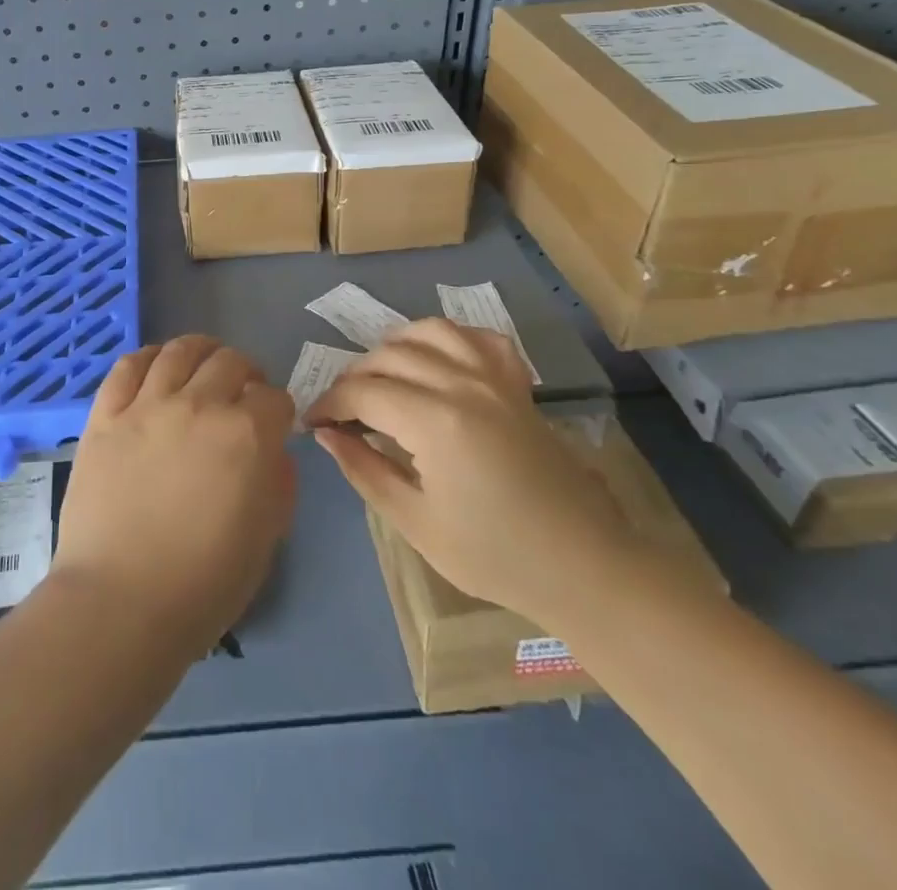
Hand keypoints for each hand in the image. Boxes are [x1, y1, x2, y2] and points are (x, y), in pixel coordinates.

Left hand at [54, 336, 296, 653]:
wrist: (120, 602)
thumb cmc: (203, 583)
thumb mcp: (266, 537)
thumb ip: (277, 481)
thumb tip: (270, 449)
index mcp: (247, 435)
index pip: (275, 397)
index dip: (278, 409)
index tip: (273, 423)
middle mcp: (199, 405)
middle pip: (230, 362)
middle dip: (245, 373)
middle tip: (241, 393)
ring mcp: (147, 405)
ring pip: (180, 351)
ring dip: (200, 351)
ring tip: (203, 364)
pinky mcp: (106, 415)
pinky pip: (128, 366)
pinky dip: (148, 357)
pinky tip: (156, 365)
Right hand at [303, 319, 636, 628]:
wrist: (583, 565)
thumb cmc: (494, 555)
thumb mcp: (417, 523)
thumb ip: (365, 471)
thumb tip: (327, 435)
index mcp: (434, 422)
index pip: (362, 393)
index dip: (329, 404)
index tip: (313, 423)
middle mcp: (462, 384)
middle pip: (389, 357)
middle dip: (354, 379)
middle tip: (343, 412)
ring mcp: (494, 379)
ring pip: (430, 332)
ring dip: (395, 347)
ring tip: (382, 376)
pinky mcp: (517, 385)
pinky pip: (479, 339)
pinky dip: (451, 339)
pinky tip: (438, 359)